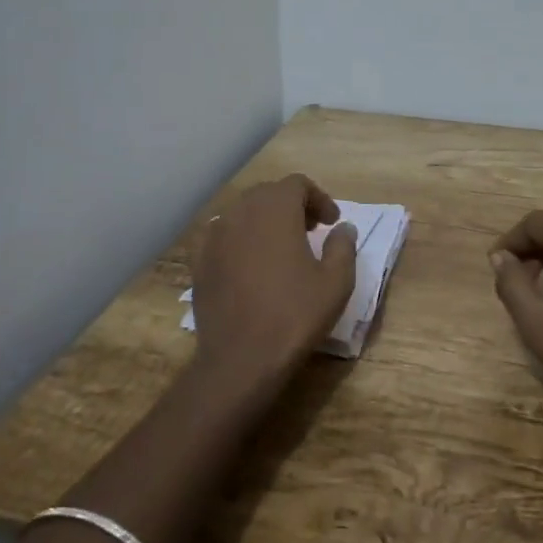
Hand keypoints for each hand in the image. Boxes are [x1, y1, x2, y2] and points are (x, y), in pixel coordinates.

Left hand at [190, 174, 358, 390]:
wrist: (240, 359)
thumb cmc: (294, 315)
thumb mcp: (336, 282)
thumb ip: (343, 246)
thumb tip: (344, 228)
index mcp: (275, 209)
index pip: (297, 184)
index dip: (318, 198)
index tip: (332, 223)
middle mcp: (241, 212)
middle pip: (269, 194)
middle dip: (292, 206)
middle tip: (312, 231)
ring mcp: (215, 235)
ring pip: (244, 212)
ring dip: (266, 220)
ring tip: (282, 248)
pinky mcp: (199, 260)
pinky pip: (223, 235)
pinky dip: (241, 239)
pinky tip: (251, 266)